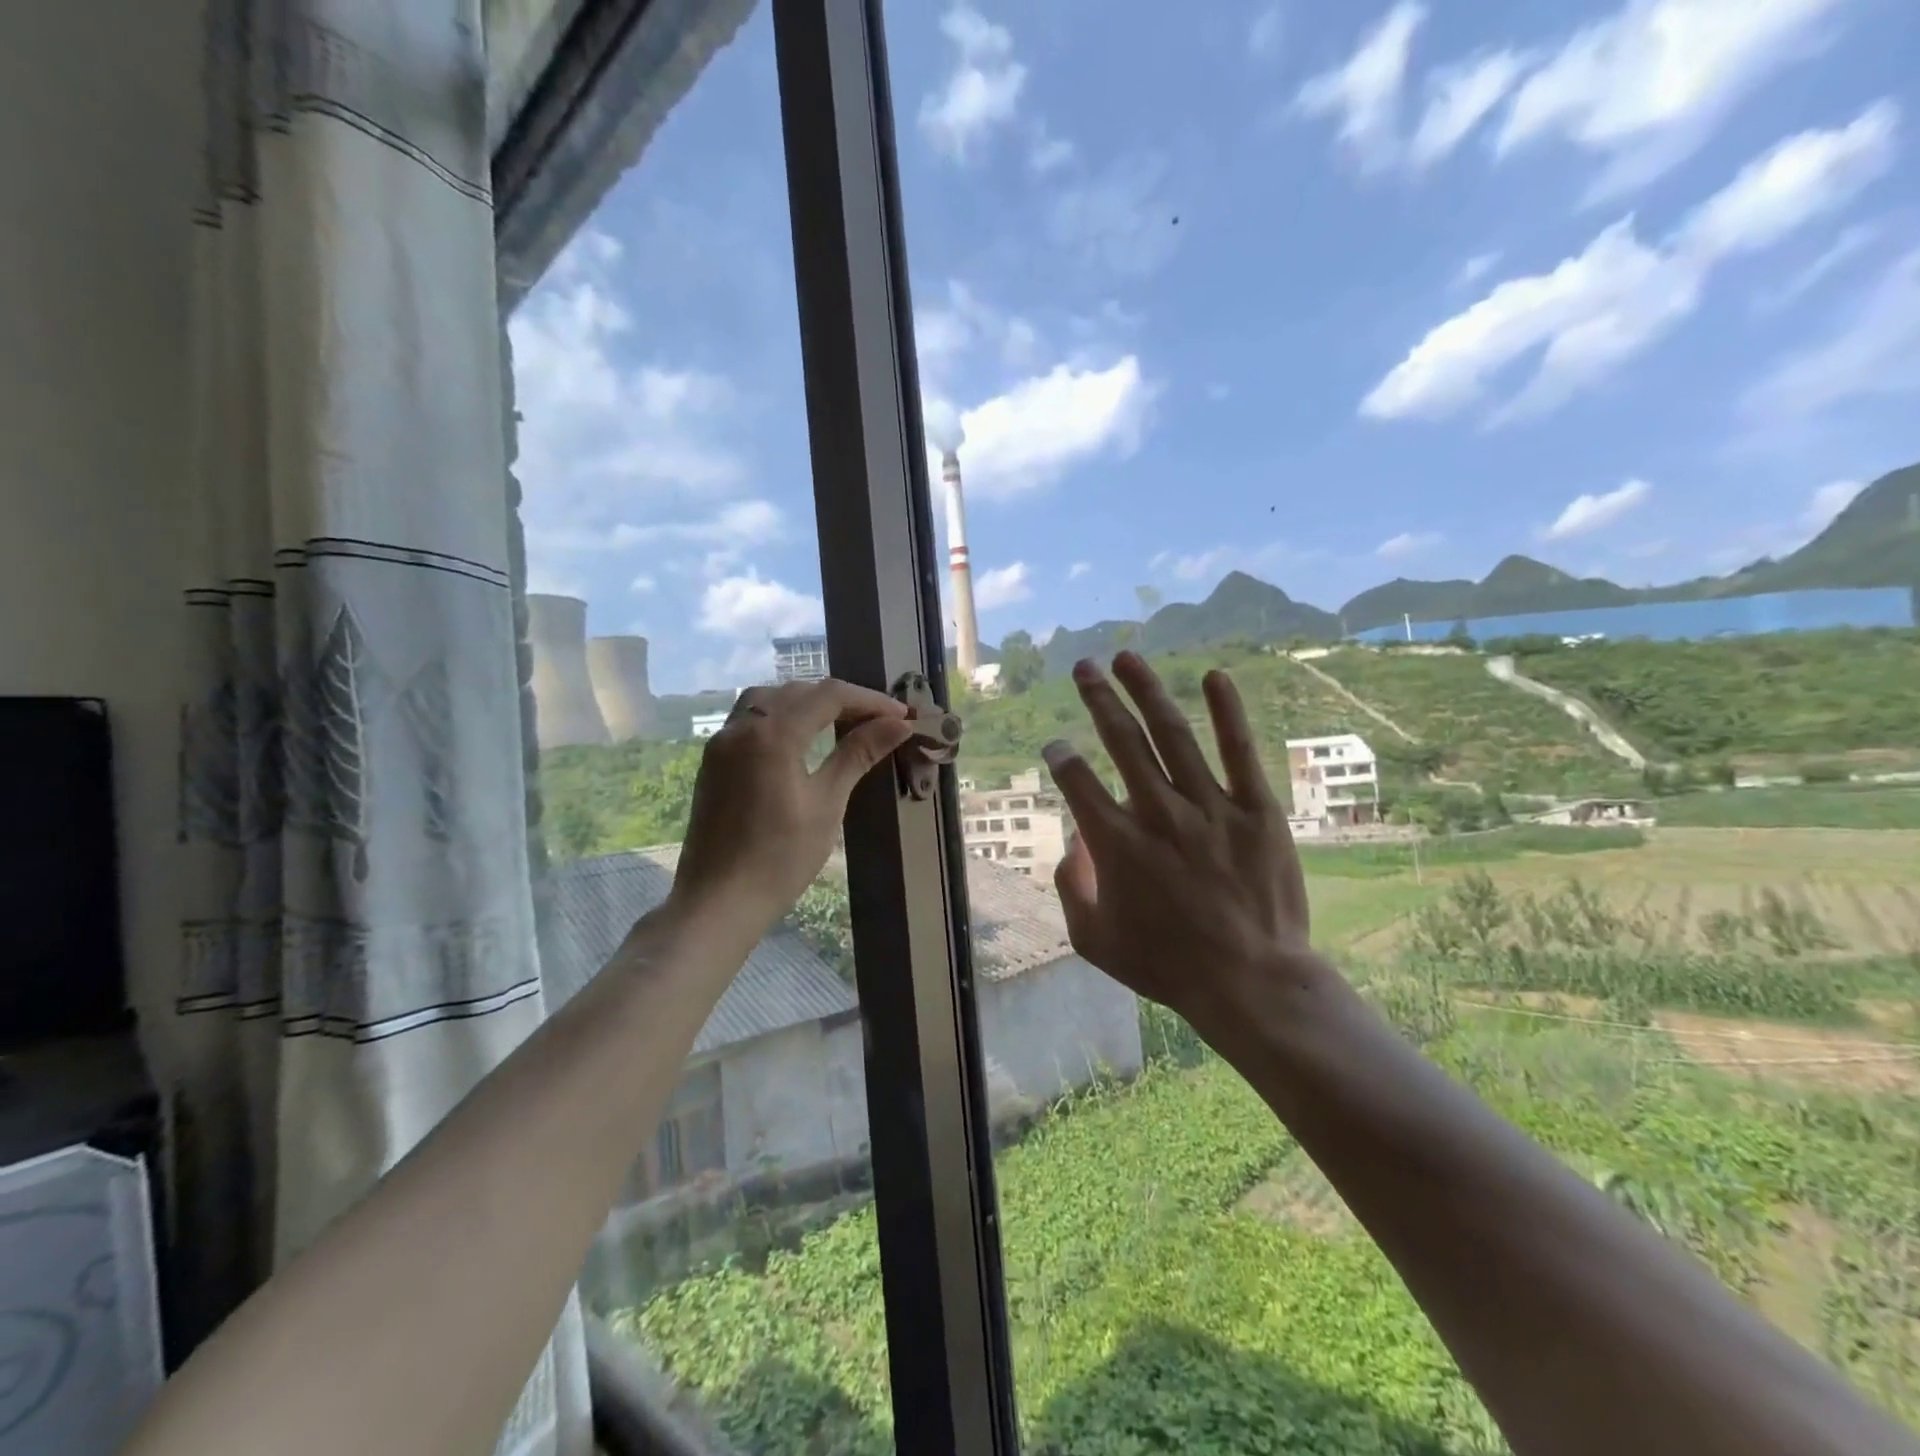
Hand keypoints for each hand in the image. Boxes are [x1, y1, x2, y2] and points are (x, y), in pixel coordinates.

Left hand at [671, 678, 913, 934]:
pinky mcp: (714, 760)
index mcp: (772, 735)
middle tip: (879, 721)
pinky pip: (751, 720)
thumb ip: (857, 755)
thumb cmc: (780, 858)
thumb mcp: (827, 804)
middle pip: (799, 692)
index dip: (869, 700)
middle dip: (842, 700)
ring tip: (841, 723)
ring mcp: (722, 742)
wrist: (718, 901)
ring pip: (770, 700)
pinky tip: (802, 739)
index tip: (902, 716)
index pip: (829, 696)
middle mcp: (743, 726)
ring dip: (808, 703)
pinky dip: (782, 717)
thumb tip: (898, 724)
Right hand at [1041, 653, 1314, 1034]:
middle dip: (1097, 699)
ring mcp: (1209, 808)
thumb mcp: (1094, 940)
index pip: (1076, 781)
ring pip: (1172, 735)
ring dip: (1146, 691)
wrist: (1251, 982)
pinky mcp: (1255, 811)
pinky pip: (1239, 752)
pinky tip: (1215, 676)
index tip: (1056, 747)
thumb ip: (1070, 888)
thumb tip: (1071, 843)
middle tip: (1083, 667)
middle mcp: (1157, 813)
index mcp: (1116, 843)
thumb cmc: (1167, 965)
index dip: (1060, 757)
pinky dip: (1228, 712)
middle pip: (1121, 742)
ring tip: (1127, 657)